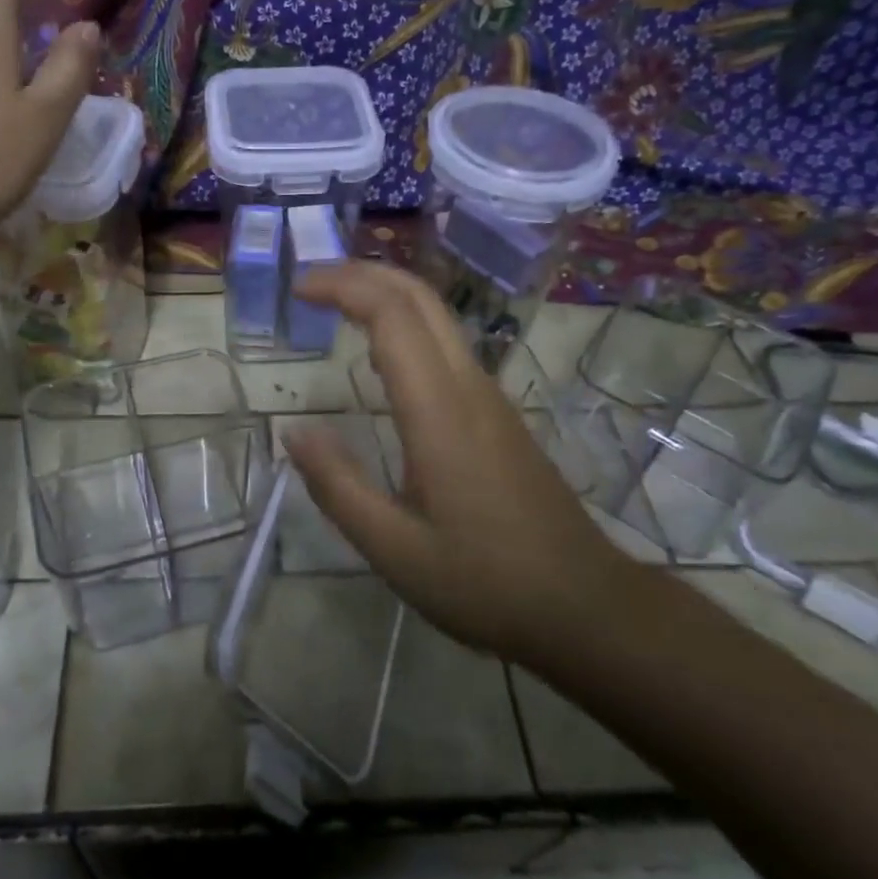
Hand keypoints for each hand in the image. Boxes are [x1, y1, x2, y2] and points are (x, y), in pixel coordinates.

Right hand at [283, 262, 631, 666]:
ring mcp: (490, 398)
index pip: (392, 316)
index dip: (343, 288)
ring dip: (386, 295)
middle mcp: (468, 387)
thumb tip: (294, 434)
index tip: (298, 290)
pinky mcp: (498, 415)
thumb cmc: (485, 582)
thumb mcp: (395, 550)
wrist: (584, 604)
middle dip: (363, 274)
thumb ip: (339, 488)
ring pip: (438, 317)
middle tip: (311, 284)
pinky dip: (406, 325)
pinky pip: (447, 346)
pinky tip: (381, 356)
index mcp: (439, 412)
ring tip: (336, 306)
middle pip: (420, 297)